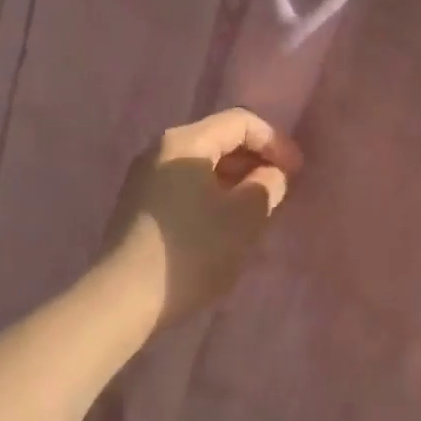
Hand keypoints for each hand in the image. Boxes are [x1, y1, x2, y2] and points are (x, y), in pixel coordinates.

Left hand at [100, 108, 303, 330]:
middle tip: (280, 191)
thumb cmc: (192, 252)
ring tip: (257, 211)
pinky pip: (184, 187)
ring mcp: (144, 178)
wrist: (124, 299)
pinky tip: (224, 226)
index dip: (275, 142)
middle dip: (255, 161)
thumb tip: (269, 175)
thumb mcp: (244, 218)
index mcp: (184, 142)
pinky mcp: (138, 206)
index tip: (296, 173)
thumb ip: (267, 186)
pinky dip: (211, 196)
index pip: (240, 122)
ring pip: (201, 166)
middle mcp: (159, 150)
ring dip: (234, 182)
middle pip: (218, 140)